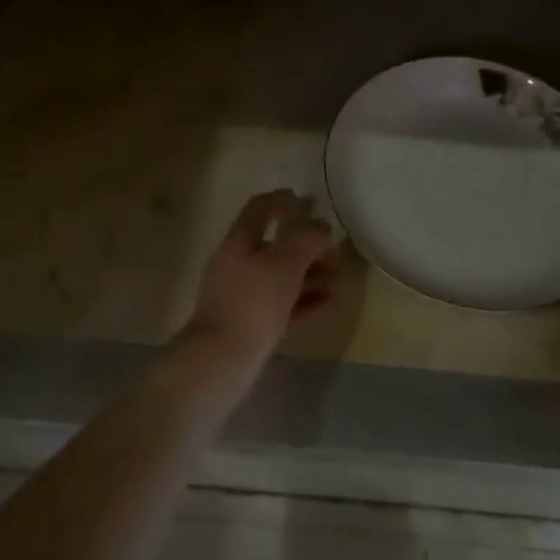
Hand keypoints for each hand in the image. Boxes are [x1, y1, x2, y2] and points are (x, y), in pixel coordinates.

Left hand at [184, 190, 337, 367]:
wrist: (220, 360)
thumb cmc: (252, 303)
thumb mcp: (284, 264)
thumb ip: (305, 240)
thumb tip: (321, 226)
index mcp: (239, 242)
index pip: (258, 209)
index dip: (279, 200)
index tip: (302, 199)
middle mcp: (237, 264)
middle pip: (274, 245)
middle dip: (305, 245)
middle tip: (333, 250)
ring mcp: (242, 296)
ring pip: (280, 276)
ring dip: (310, 274)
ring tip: (338, 280)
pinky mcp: (250, 324)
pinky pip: (282, 304)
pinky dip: (305, 300)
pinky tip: (328, 303)